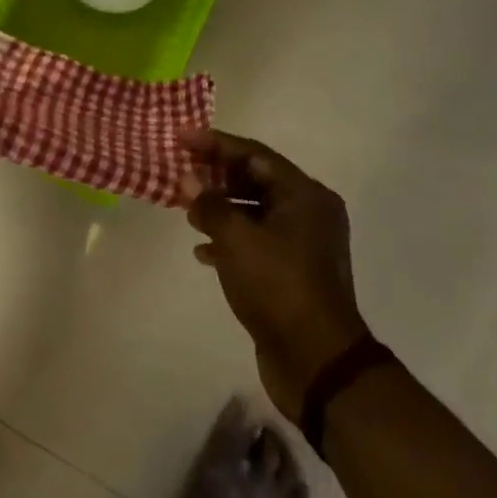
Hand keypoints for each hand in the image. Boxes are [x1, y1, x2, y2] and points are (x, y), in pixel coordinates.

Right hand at [180, 129, 370, 423]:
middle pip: (255, 179)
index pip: (254, 155)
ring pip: (254, 211)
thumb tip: (188, 179)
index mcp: (304, 196)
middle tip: (180, 169)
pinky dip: (229, 238)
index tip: (181, 136)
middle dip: (216, 175)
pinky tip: (202, 250)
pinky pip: (256, 240)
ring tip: (186, 208)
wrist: (316, 361)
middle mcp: (308, 213)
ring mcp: (302, 244)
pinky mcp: (292, 271)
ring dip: (220, 206)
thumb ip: (209, 203)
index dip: (215, 143)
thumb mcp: (236, 239)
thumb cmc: (277, 286)